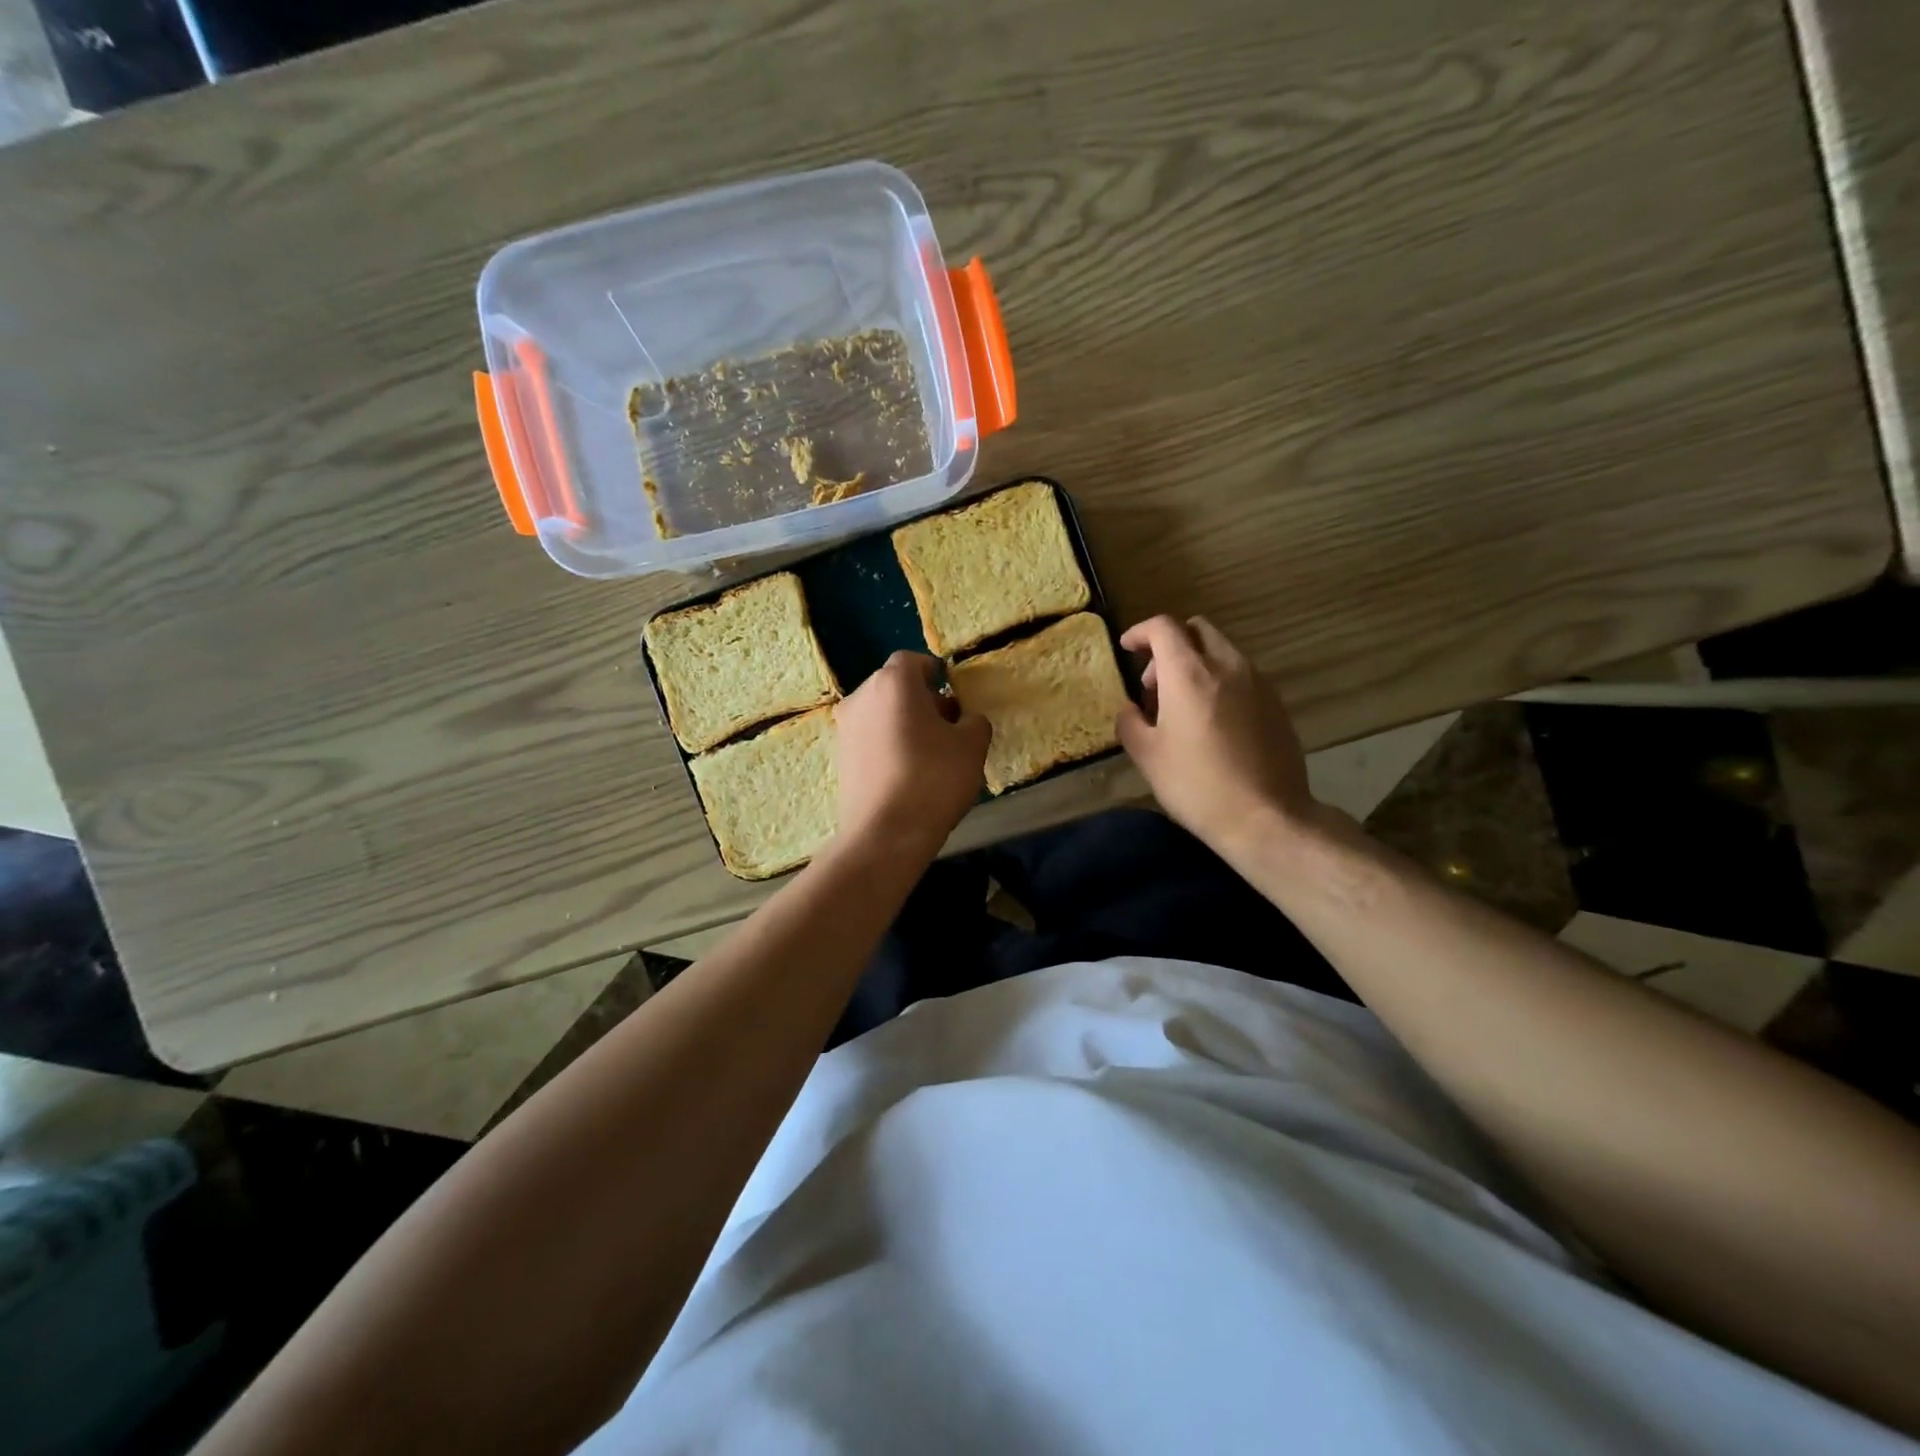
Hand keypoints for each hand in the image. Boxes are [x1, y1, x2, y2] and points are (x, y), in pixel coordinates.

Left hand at [833, 652, 990, 859]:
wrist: (885, 833)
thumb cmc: (933, 778)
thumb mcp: (972, 746)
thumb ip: (974, 722)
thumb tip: (965, 720)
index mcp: (892, 683)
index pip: (912, 660)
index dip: (934, 671)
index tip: (952, 691)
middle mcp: (861, 697)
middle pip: (894, 686)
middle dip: (921, 699)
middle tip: (948, 724)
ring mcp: (846, 729)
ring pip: (881, 713)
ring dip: (904, 722)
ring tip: (931, 752)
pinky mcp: (840, 758)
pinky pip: (870, 738)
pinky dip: (889, 744)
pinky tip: (909, 772)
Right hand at [1116, 615, 1315, 855]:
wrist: (1266, 817)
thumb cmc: (1197, 786)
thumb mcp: (1147, 757)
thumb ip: (1130, 722)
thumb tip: (1131, 710)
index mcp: (1189, 674)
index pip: (1164, 627)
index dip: (1141, 632)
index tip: (1128, 649)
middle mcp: (1227, 666)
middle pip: (1197, 630)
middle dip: (1170, 645)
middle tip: (1154, 683)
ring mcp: (1258, 682)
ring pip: (1222, 651)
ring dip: (1196, 664)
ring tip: (1182, 706)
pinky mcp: (1276, 702)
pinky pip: (1242, 675)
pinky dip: (1220, 682)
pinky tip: (1212, 722)